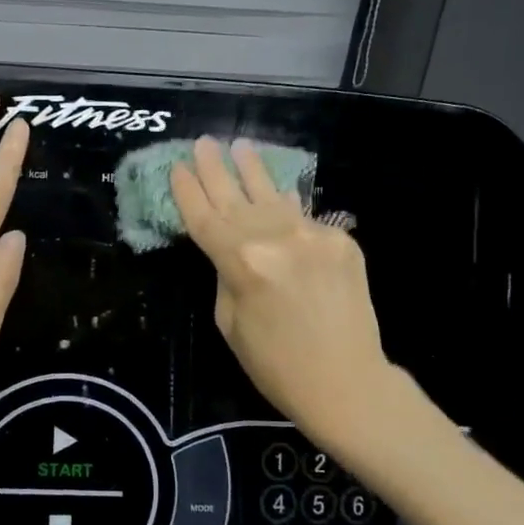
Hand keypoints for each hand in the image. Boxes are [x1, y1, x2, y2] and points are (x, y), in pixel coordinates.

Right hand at [170, 137, 389, 435]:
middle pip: (235, 196)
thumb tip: (233, 247)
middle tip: (203, 142)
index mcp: (241, 261)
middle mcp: (276, 237)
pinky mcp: (341, 241)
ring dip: (253, 170)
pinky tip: (278, 191)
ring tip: (240, 146)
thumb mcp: (229, 322)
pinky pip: (305, 217)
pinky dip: (287, 206)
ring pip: (273, 195)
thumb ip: (226, 274)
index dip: (188, 191)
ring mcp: (313, 235)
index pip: (204, 216)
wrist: (347, 382)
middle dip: (215, 169)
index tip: (177, 167)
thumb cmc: (275, 364)